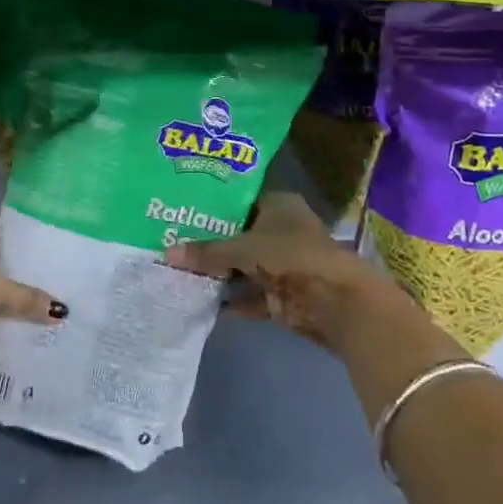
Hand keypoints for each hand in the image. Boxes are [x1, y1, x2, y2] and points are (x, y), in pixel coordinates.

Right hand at [169, 192, 389, 350]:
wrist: (336, 300)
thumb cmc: (290, 255)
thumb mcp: (242, 248)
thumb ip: (206, 252)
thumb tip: (167, 254)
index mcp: (279, 205)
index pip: (240, 200)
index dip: (213, 207)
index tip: (181, 212)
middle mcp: (282, 230)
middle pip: (240, 236)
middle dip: (211, 244)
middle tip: (173, 242)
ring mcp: (284, 265)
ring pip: (245, 267)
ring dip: (220, 274)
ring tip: (180, 273)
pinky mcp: (285, 296)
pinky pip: (252, 296)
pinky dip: (233, 301)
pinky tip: (203, 303)